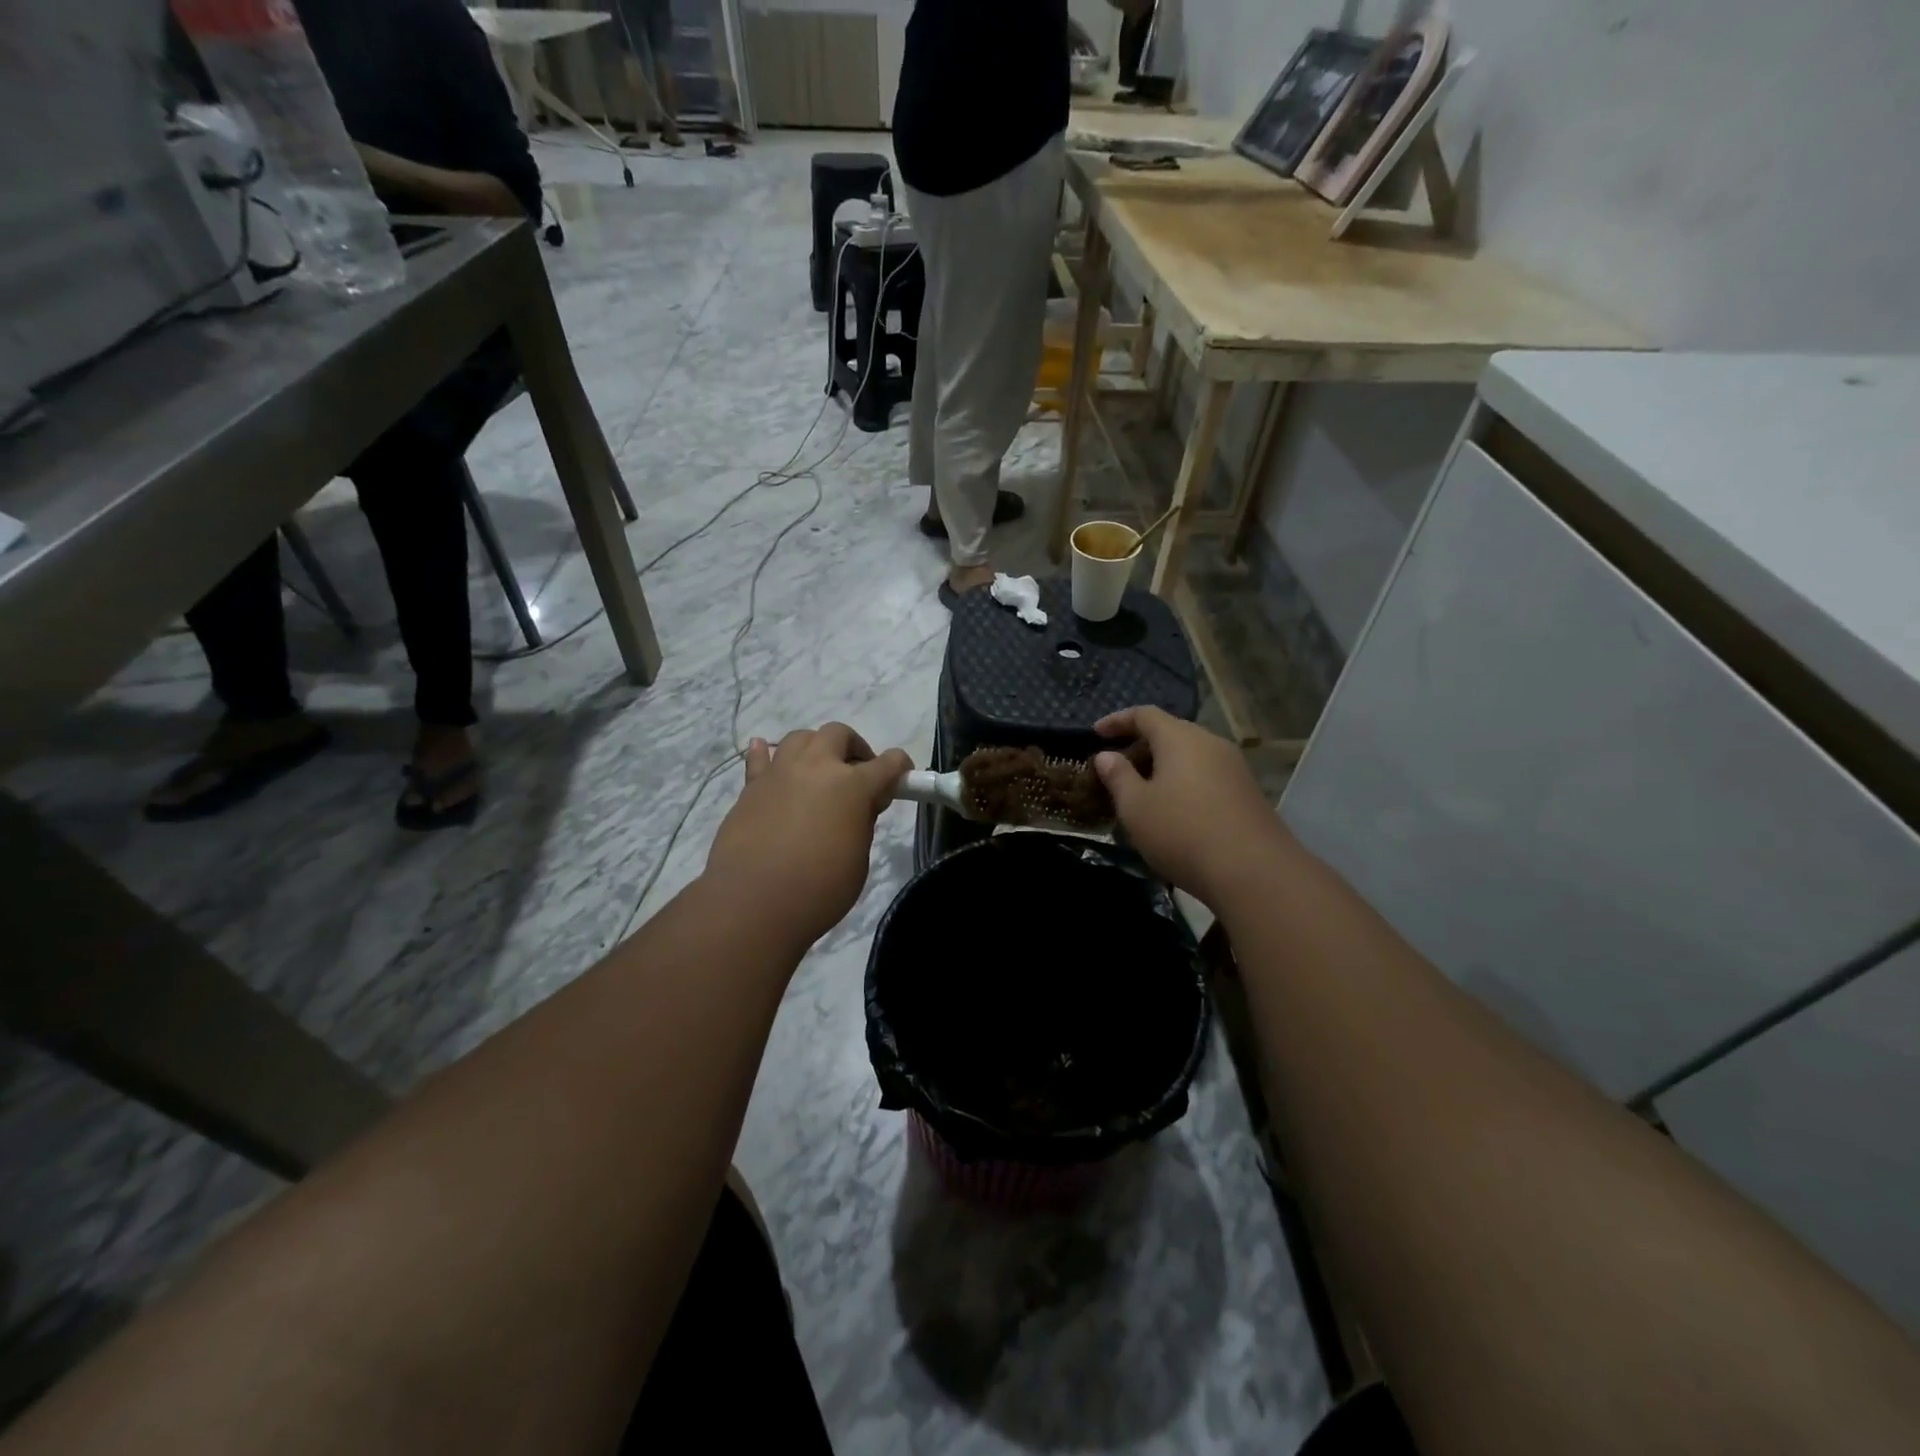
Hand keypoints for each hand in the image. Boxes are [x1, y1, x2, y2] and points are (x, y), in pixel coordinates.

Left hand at [705, 723, 912, 947]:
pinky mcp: (751, 788)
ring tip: (817, 771)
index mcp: (852, 785)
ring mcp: (780, 773)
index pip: (887, 763)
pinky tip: (763, 751)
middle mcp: (816, 767)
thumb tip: (857, 807)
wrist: (753, 903)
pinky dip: (764, 753)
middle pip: (838, 734)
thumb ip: (861, 823)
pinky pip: (758, 759)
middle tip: (858, 774)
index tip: (901, 778)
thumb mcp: (858, 859)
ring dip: (815, 748)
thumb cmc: (819, 889)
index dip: (899, 768)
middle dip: (854, 748)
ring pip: (800, 738)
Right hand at [1093, 706, 1292, 907]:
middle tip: (1116, 769)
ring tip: (1141, 792)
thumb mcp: (1136, 807)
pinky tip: (1172, 811)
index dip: (1117, 720)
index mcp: (1180, 738)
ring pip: (1190, 756)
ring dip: (1162, 767)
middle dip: (1140, 746)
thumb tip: (1107, 756)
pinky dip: (1183, 783)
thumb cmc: (1182, 832)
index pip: (1144, 714)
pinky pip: (1206, 776)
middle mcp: (1210, 743)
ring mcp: (1234, 767)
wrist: (1254, 872)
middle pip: (1170, 733)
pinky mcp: (1247, 793)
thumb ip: (1118, 777)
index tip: (1095, 734)